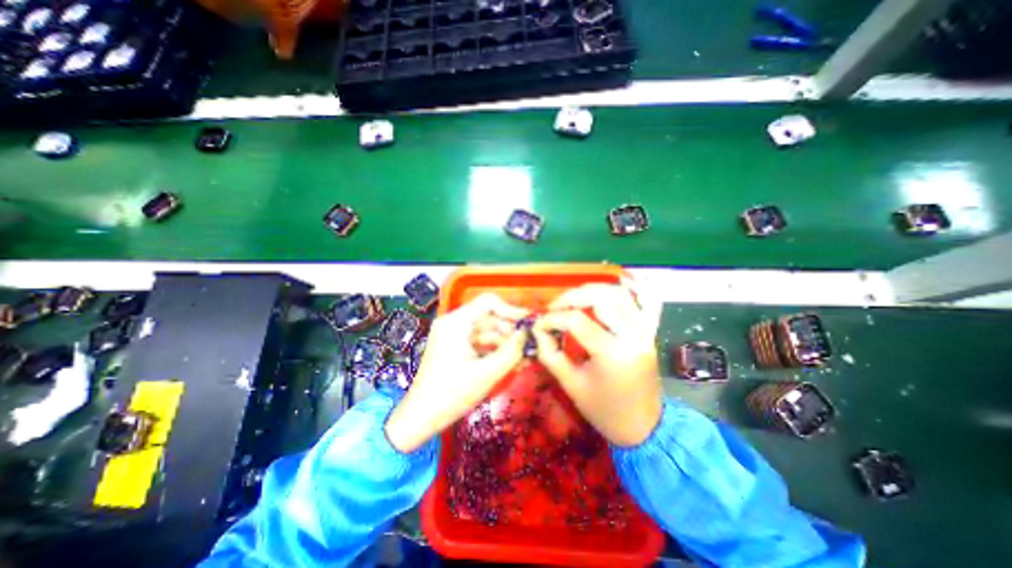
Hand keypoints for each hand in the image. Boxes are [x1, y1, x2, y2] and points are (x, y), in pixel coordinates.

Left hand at [386, 292, 529, 453]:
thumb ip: (511, 351)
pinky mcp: (456, 346)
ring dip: (505, 343)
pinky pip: (480, 342)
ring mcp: (454, 335)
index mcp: (456, 322)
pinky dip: (495, 350)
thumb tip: (528, 334)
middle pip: (489, 317)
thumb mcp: (487, 373)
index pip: (488, 302)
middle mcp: (454, 323)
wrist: (421, 418)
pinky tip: (511, 363)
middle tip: (530, 347)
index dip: (511, 310)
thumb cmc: (451, 395)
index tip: (528, 325)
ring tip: (523, 359)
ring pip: (487, 331)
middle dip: (510, 332)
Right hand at [530, 280, 665, 446]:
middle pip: (600, 298)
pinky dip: (633, 288)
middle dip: (571, 297)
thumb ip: (550, 353)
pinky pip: (646, 302)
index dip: (552, 319)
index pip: (576, 320)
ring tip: (574, 299)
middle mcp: (632, 335)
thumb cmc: (604, 411)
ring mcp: (644, 331)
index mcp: (612, 353)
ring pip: (620, 294)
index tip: (540, 325)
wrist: (643, 427)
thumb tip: (538, 329)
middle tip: (554, 307)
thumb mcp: (570, 385)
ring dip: (593, 290)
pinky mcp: (649, 332)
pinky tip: (620, 282)